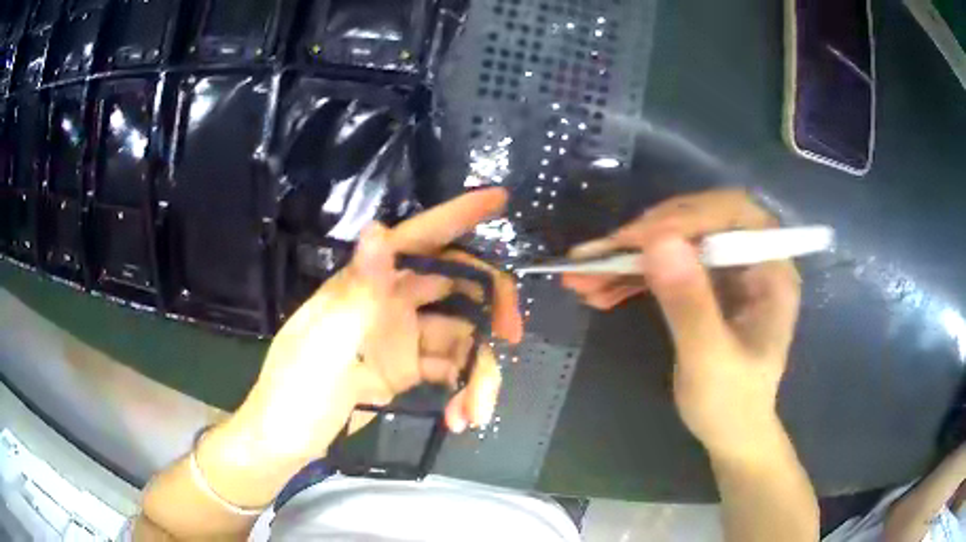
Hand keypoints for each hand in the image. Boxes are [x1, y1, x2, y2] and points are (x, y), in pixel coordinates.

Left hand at [228, 188, 521, 464]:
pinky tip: (460, 418)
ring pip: (459, 336)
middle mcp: (388, 302)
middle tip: (512, 334)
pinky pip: (449, 369)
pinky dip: (462, 391)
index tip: (499, 199)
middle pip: (454, 285)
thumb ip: (356, 293)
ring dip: (476, 372)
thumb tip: (378, 230)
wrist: (287, 441)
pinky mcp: (408, 369)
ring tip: (475, 412)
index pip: (416, 240)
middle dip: (490, 305)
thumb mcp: (323, 347)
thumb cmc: (295, 392)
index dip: (458, 216)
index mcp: (365, 286)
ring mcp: (401, 337)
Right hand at [562, 189, 800, 459]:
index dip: (686, 217)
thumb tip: (658, 241)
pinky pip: (664, 266)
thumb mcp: (709, 361)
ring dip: (627, 257)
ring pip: (673, 242)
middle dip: (645, 237)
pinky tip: (598, 290)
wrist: (730, 433)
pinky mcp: (703, 284)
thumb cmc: (731, 405)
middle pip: (696, 221)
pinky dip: (630, 276)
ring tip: (583, 277)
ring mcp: (725, 271)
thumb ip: (689, 304)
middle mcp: (750, 258)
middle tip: (596, 257)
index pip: (732, 214)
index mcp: (771, 269)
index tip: (637, 241)